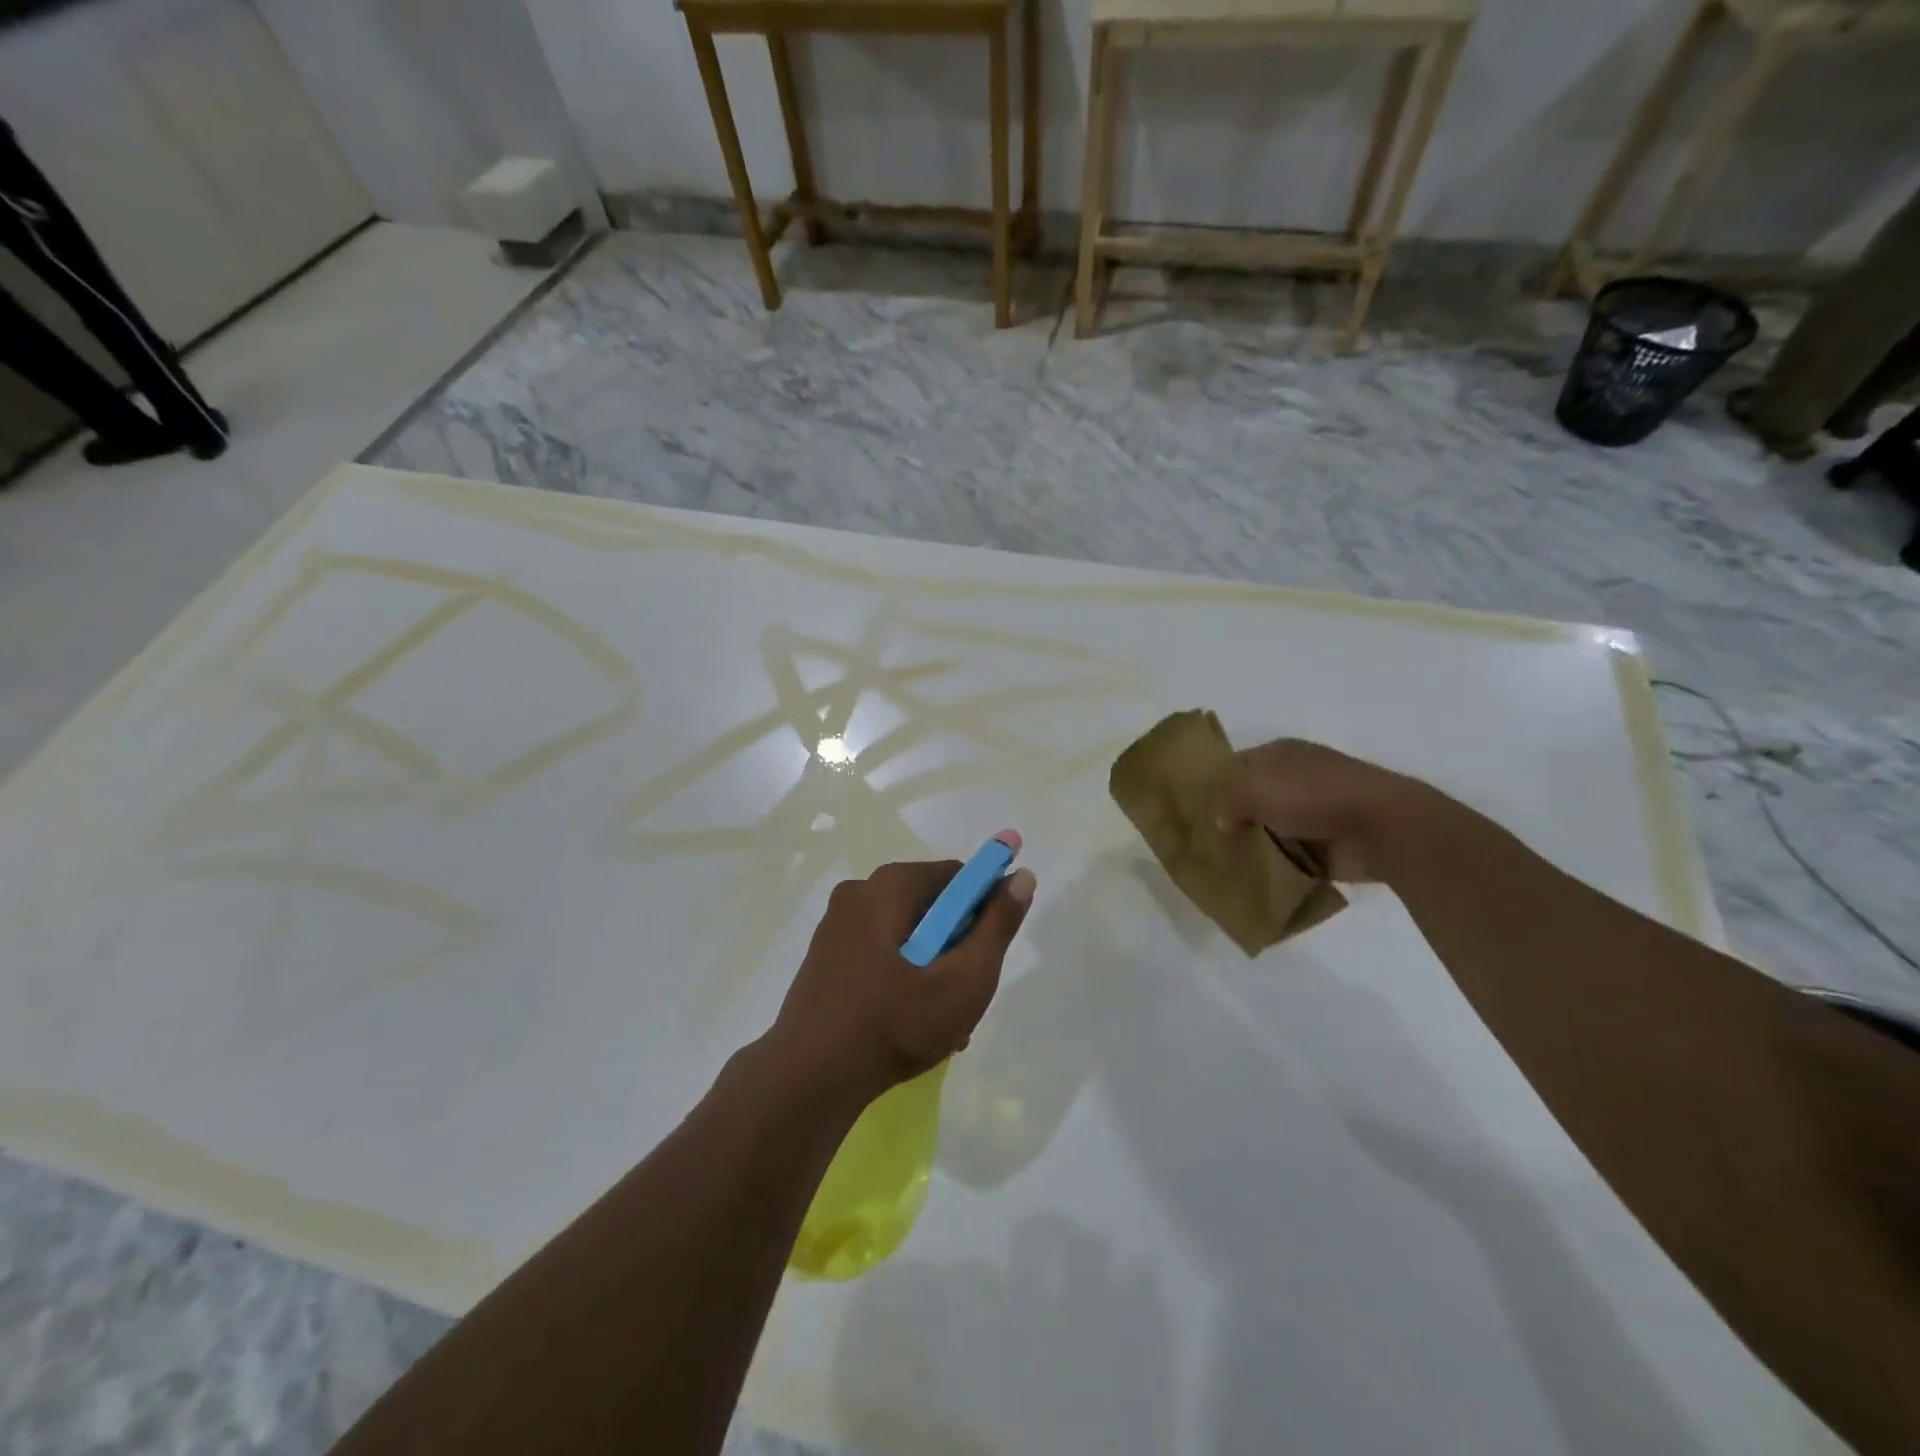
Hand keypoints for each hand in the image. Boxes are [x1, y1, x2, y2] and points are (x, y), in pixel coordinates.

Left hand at [767, 857, 1036, 1106]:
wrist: (808, 1080)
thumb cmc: (894, 1024)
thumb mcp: (963, 979)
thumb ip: (997, 926)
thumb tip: (1021, 876)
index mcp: (889, 885)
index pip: (957, 876)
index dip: (985, 909)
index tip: (989, 954)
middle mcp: (859, 893)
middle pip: (932, 906)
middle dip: (958, 946)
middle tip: (966, 996)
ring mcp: (836, 926)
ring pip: (907, 935)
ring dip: (933, 969)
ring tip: (944, 1023)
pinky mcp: (825, 958)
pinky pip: (880, 954)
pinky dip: (903, 978)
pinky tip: (911, 1024)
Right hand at [1219, 738, 1440, 882]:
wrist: (1381, 827)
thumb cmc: (1313, 795)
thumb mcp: (1256, 790)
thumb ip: (1229, 804)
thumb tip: (1220, 821)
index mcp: (1279, 754)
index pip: (1235, 766)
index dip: (1213, 784)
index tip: (1189, 807)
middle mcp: (1293, 780)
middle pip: (1250, 800)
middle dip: (1228, 820)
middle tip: (1197, 841)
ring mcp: (1311, 814)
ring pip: (1268, 831)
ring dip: (1251, 847)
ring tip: (1217, 866)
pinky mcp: (1324, 846)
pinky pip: (1288, 859)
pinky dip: (1273, 870)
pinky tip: (1247, 881)